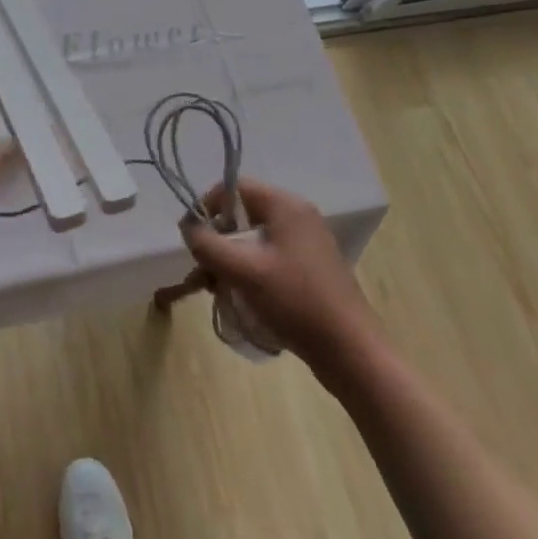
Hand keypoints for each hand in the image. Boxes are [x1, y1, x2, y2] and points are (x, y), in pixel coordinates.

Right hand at [182, 177, 382, 365]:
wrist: (350, 351)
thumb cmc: (295, 301)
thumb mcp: (243, 270)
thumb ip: (208, 244)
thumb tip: (188, 228)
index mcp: (285, 205)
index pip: (234, 187)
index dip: (208, 207)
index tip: (194, 239)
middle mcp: (297, 216)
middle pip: (243, 215)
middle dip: (218, 241)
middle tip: (205, 272)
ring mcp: (306, 242)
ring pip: (254, 240)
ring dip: (231, 261)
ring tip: (219, 291)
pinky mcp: (310, 267)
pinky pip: (269, 257)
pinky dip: (250, 272)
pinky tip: (242, 298)